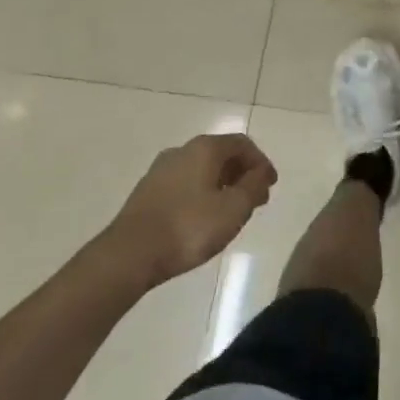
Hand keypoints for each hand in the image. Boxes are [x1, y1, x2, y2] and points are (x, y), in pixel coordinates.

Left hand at [105, 133, 276, 287]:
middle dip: (242, 174)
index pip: (242, 144)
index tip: (270, 186)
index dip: (261, 163)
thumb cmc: (189, 227)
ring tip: (231, 212)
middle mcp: (181, 151)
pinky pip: (184, 184)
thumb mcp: (234, 208)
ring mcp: (160, 171)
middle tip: (255, 199)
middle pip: (221, 155)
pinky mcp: (147, 192)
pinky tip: (203, 219)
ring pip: (201, 170)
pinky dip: (202, 194)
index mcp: (205, 148)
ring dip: (222, 185)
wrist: (129, 255)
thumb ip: (254, 186)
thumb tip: (261, 173)